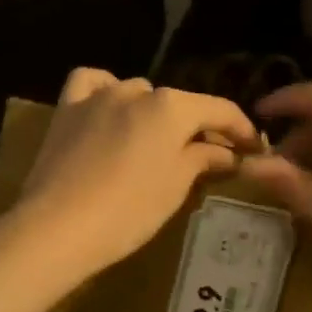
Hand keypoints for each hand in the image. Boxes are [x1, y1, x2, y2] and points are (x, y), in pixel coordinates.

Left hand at [9, 69, 260, 282]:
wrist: (58, 227)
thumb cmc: (129, 211)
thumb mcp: (175, 187)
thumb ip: (203, 159)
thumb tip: (226, 152)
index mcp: (172, 107)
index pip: (219, 110)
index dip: (241, 128)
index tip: (253, 148)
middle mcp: (137, 91)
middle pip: (177, 103)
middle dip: (194, 125)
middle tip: (204, 155)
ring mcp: (98, 96)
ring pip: (137, 93)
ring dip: (151, 112)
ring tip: (153, 141)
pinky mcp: (67, 109)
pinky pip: (91, 84)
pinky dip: (105, 89)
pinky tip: (109, 108)